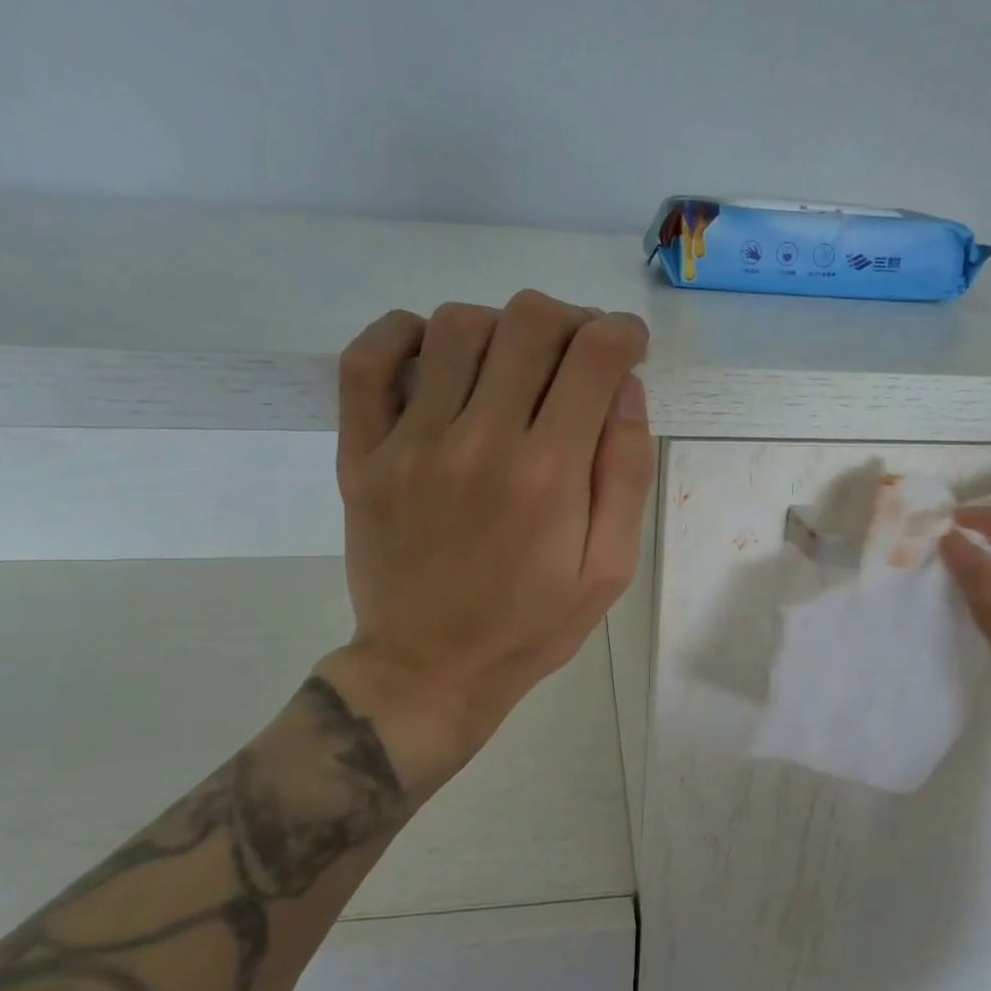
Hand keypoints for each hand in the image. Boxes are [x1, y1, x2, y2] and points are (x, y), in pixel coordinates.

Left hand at [313, 291, 653, 795]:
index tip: (628, 347)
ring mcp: (412, 443)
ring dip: (501, 327)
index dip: (623, 333)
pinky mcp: (362, 454)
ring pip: (457, 325)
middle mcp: (480, 440)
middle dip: (571, 321)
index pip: (594, 356)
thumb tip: (625, 390)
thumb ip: (625, 475)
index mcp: (549, 473)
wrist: (431, 669)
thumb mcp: (610, 569)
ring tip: (514, 364)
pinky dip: (402, 333)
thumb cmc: (533, 625)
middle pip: (530, 321)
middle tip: (578, 355)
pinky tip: (435, 353)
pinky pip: (367, 360)